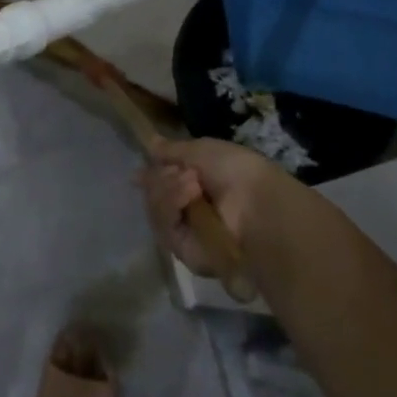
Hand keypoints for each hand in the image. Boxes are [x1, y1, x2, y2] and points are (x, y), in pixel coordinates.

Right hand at [141, 136, 299, 271]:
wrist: (257, 205)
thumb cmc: (236, 171)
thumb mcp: (202, 150)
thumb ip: (172, 150)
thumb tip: (149, 143)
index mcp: (196, 185)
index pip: (162, 181)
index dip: (151, 175)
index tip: (139, 171)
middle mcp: (188, 210)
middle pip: (153, 193)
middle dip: (162, 178)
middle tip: (181, 172)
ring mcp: (186, 232)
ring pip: (155, 208)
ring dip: (168, 189)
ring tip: (192, 184)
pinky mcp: (184, 252)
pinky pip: (163, 226)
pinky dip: (171, 206)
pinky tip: (189, 195)